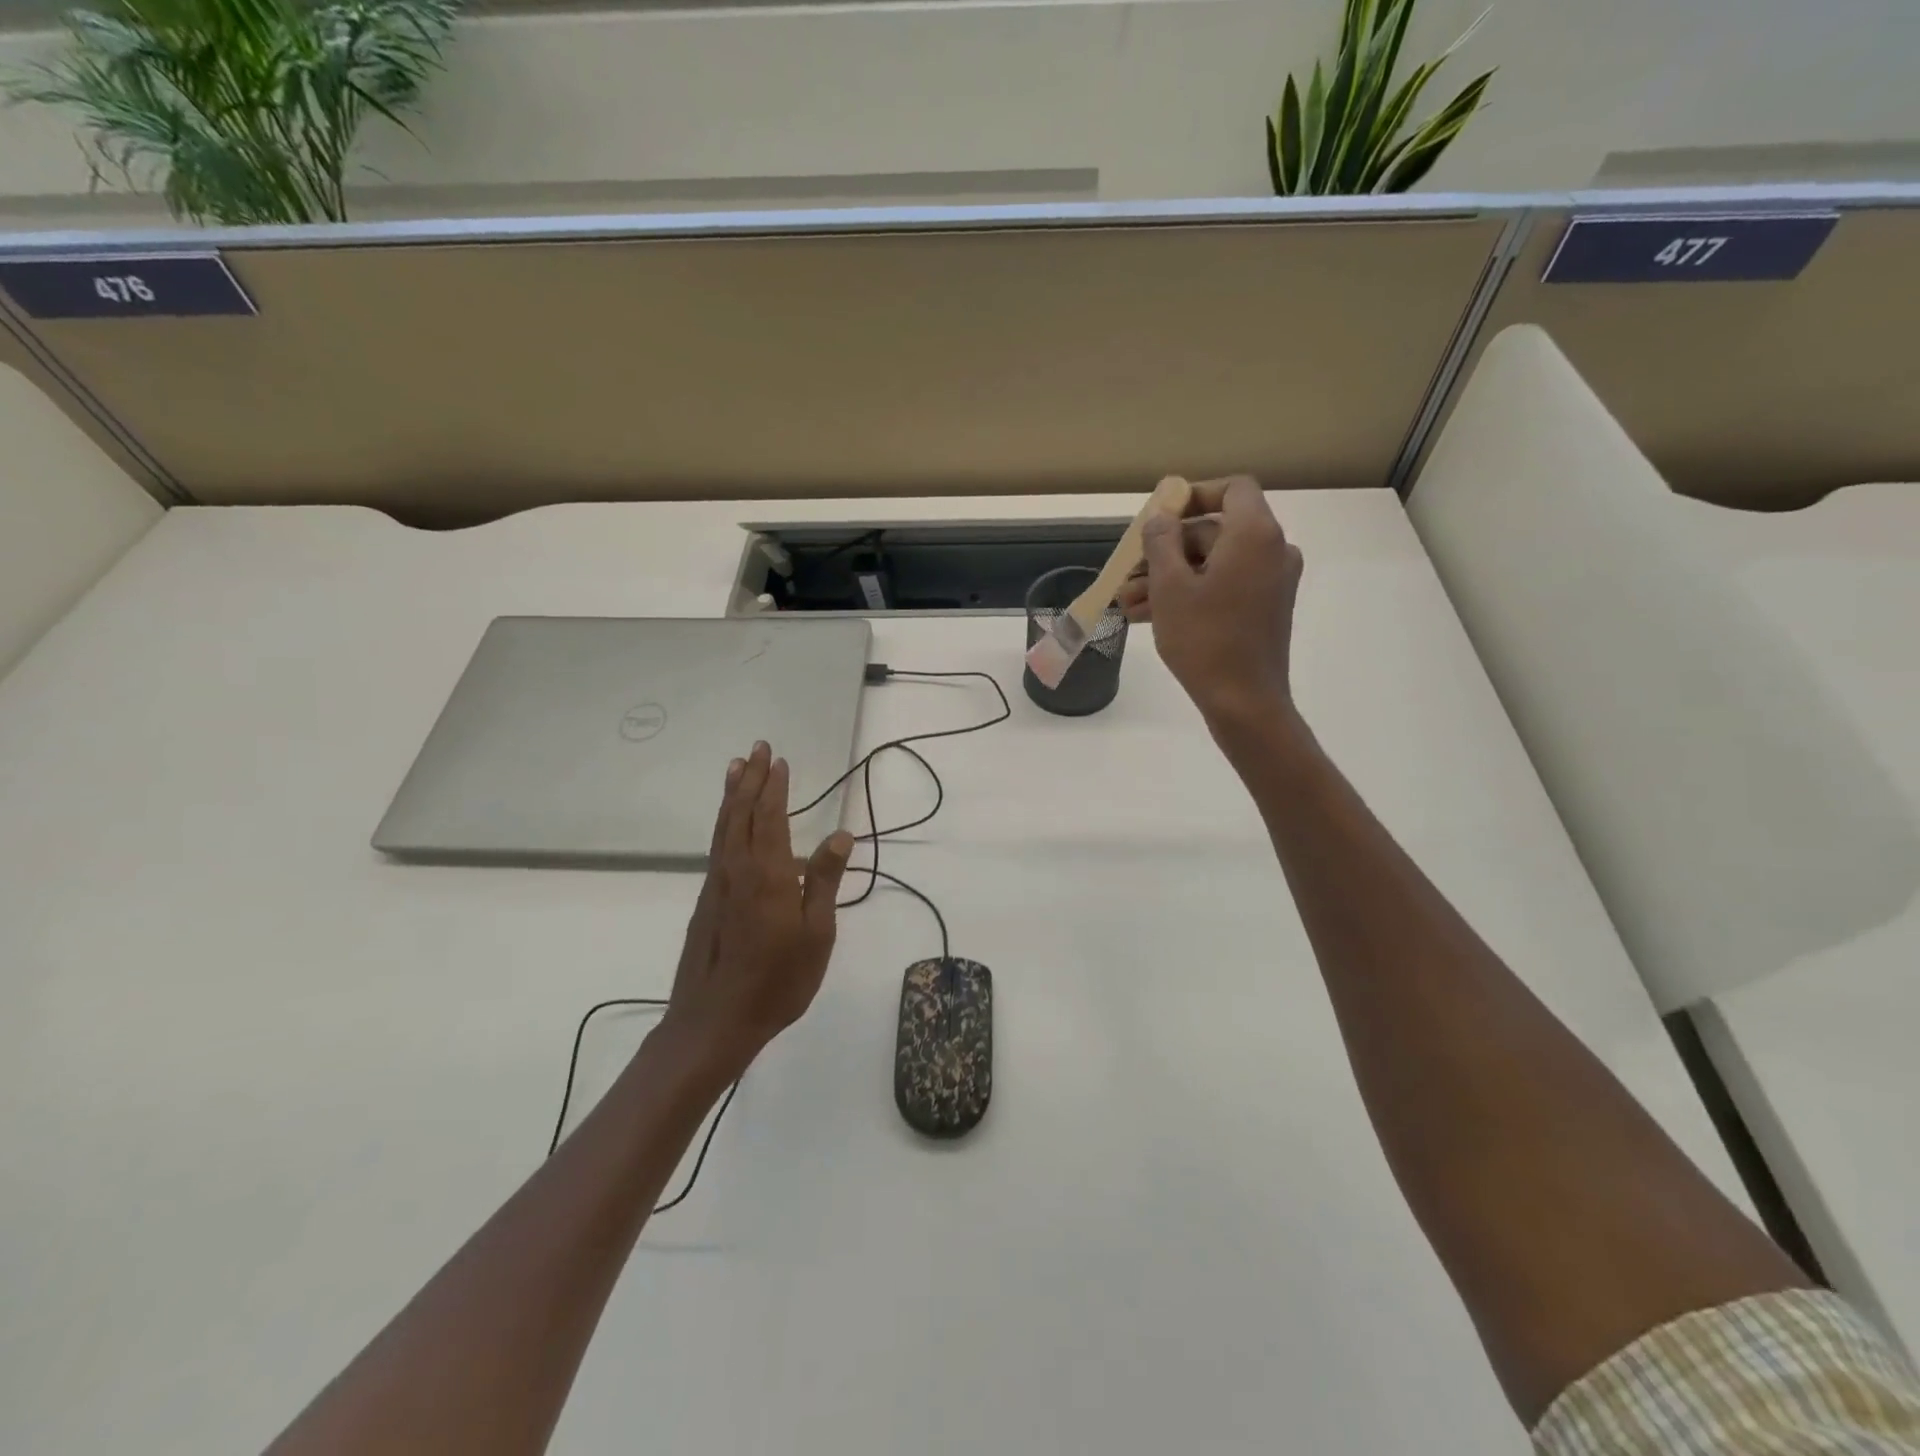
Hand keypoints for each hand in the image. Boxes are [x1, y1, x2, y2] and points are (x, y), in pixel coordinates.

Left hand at [660, 742, 854, 1081]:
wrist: (714, 1021)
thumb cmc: (777, 980)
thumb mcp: (817, 934)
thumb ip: (825, 881)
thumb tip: (840, 834)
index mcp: (768, 873)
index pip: (770, 816)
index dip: (774, 786)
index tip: (778, 759)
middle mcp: (737, 868)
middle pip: (740, 812)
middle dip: (749, 778)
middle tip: (755, 748)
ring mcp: (717, 884)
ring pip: (723, 827)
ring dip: (730, 794)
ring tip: (734, 768)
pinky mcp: (706, 900)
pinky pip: (716, 846)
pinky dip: (723, 822)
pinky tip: (728, 823)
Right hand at [1121, 475, 1302, 725]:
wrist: (1244, 701)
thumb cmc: (1204, 639)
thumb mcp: (1170, 586)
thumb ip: (1161, 541)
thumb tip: (1161, 518)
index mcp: (1255, 534)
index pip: (1232, 489)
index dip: (1194, 495)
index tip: (1160, 516)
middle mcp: (1272, 550)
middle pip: (1214, 532)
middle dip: (1166, 550)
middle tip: (1128, 573)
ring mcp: (1271, 582)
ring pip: (1212, 564)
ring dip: (1168, 578)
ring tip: (1127, 602)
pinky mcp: (1264, 609)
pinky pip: (1223, 587)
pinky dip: (1189, 594)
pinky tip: (1146, 615)